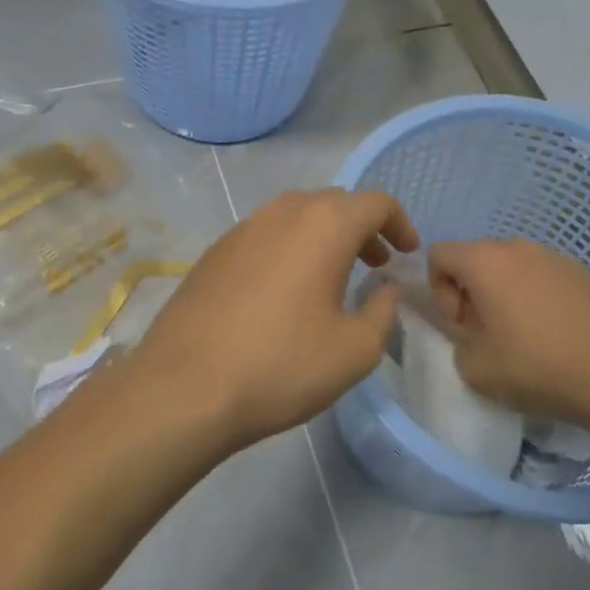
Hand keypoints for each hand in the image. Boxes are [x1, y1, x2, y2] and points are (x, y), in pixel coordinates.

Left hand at [131, 188, 419, 446]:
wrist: (183, 388)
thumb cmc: (281, 365)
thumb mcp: (355, 350)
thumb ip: (382, 311)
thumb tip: (384, 289)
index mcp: (324, 225)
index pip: (375, 202)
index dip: (400, 223)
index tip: (406, 254)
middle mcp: (282, 212)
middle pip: (335, 202)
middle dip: (363, 227)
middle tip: (375, 264)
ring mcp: (242, 229)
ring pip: (296, 214)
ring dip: (324, 235)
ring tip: (333, 276)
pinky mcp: (214, 252)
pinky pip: (265, 234)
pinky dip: (290, 247)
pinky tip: (285, 291)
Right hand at [429, 237, 589, 423]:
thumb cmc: (534, 367)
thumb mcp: (473, 368)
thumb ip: (457, 340)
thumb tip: (472, 331)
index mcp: (484, 261)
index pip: (439, 254)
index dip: (439, 290)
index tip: (461, 324)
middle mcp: (517, 247)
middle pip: (476, 257)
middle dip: (471, 291)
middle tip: (487, 332)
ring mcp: (554, 256)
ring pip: (512, 266)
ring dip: (505, 292)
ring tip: (523, 333)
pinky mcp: (582, 272)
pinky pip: (543, 275)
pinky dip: (536, 295)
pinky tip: (554, 332)